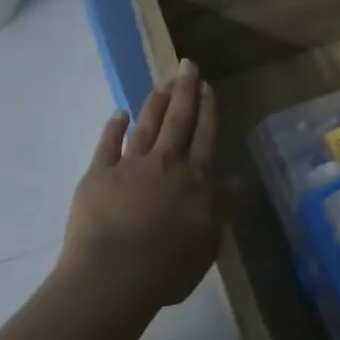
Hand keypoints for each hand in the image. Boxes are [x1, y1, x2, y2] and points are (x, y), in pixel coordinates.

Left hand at [59, 59, 233, 309]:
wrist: (115, 274)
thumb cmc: (169, 267)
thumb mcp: (210, 242)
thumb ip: (222, 207)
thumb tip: (241, 182)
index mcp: (196, 181)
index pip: (205, 136)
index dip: (208, 110)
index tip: (208, 86)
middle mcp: (166, 164)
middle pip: (178, 120)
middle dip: (184, 90)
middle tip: (186, 65)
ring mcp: (130, 166)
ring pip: (147, 126)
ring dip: (155, 102)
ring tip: (162, 82)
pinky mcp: (99, 175)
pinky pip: (108, 145)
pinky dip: (114, 128)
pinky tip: (118, 114)